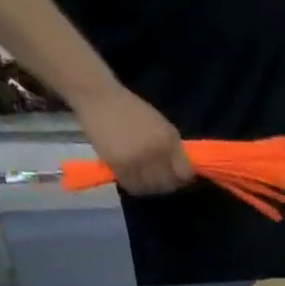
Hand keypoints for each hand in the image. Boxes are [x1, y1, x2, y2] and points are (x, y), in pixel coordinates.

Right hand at [75, 85, 193, 194]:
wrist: (98, 97)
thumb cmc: (132, 110)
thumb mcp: (161, 125)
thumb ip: (175, 150)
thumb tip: (185, 174)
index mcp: (168, 141)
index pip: (185, 173)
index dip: (183, 178)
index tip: (179, 177)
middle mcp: (155, 152)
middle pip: (168, 184)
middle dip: (167, 183)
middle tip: (160, 178)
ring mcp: (137, 161)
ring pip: (151, 188)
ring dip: (151, 186)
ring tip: (146, 177)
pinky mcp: (120, 166)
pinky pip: (133, 187)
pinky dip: (136, 185)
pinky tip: (134, 177)